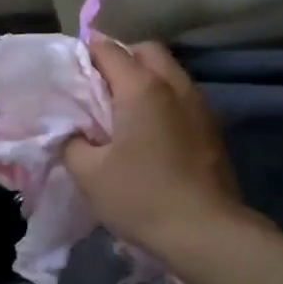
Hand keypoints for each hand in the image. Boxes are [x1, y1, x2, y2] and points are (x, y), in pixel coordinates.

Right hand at [63, 40, 243, 251]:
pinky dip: (163, 99)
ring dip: (146, 78)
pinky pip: (182, 96)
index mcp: (142, 87)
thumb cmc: (142, 197)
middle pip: (146, 51)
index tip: (70, 71)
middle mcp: (174, 85)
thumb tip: (73, 131)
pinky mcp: (212, 128)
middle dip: (121, 58)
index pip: (108, 50)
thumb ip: (71, 142)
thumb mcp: (89, 174)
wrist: (206, 233)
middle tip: (99, 87)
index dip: (86, 53)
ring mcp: (199, 105)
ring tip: (123, 109)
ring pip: (169, 72)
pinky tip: (149, 130)